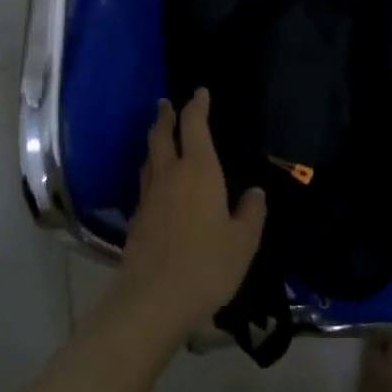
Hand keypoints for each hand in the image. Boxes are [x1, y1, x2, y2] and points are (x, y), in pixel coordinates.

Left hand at [115, 91, 265, 338]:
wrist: (152, 299)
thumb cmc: (206, 265)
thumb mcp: (242, 242)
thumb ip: (251, 214)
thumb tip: (255, 192)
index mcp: (198, 170)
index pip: (194, 126)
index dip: (197, 106)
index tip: (199, 92)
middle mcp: (170, 174)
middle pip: (162, 135)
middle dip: (165, 116)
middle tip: (166, 103)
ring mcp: (149, 196)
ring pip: (150, 157)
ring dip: (154, 141)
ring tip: (159, 135)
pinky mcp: (137, 218)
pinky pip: (146, 181)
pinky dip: (151, 169)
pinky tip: (157, 181)